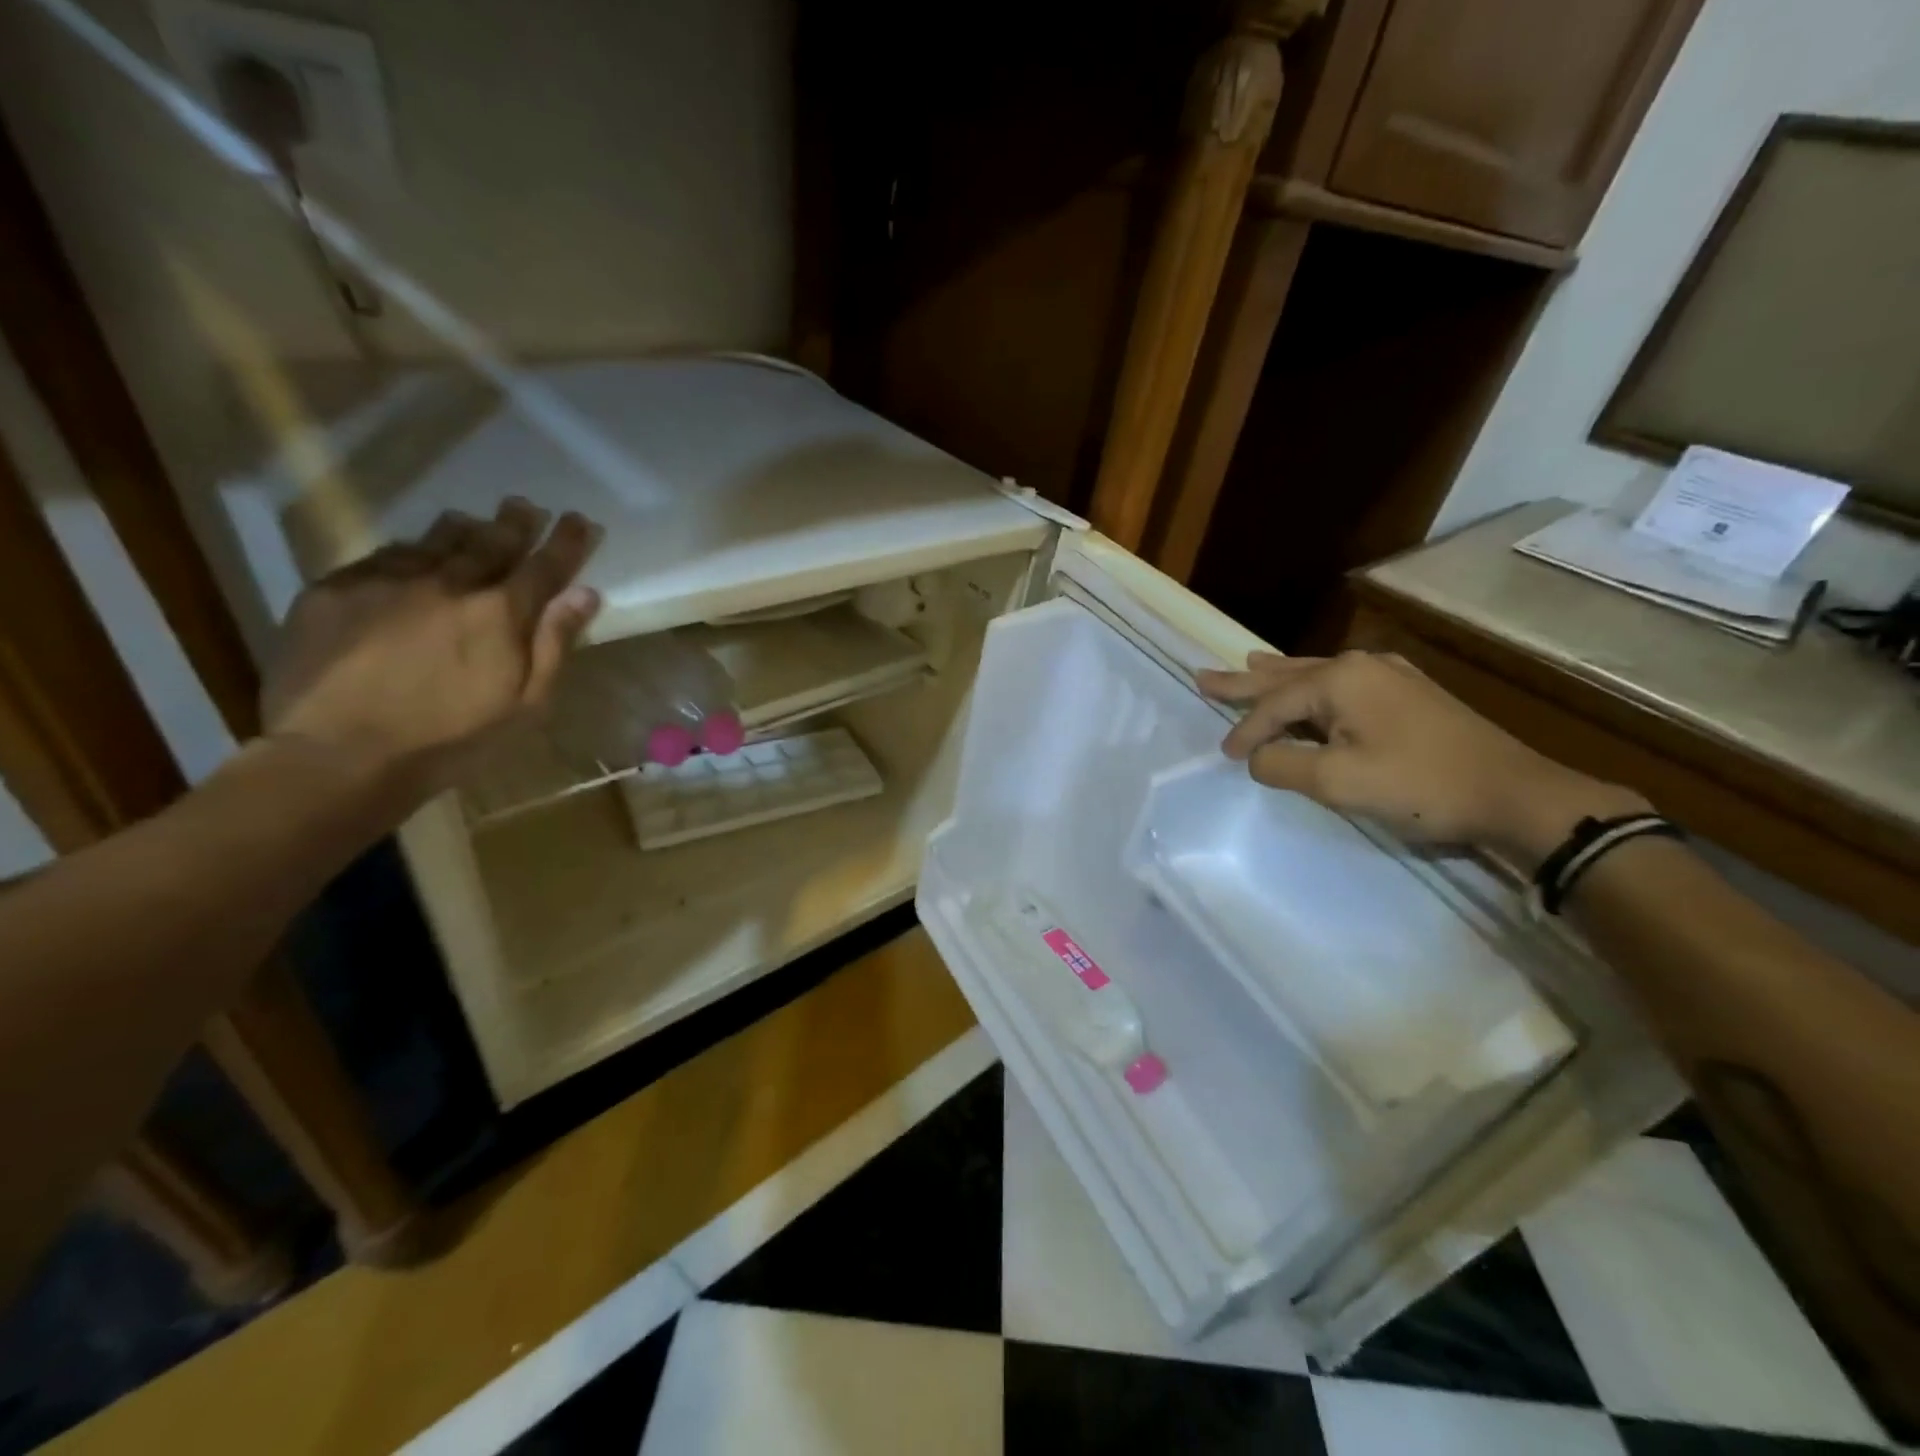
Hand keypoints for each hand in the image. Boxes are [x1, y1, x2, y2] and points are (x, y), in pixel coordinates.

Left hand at [261, 497, 602, 809]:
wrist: (339, 755)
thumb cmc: (450, 739)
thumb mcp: (524, 704)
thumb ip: (555, 644)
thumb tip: (584, 594)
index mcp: (499, 613)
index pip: (544, 566)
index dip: (566, 542)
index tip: (579, 520)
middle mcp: (448, 583)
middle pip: (490, 542)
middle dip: (514, 523)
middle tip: (525, 507)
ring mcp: (387, 581)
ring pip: (435, 541)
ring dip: (462, 529)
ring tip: (473, 520)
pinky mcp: (336, 590)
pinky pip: (383, 556)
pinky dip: (408, 550)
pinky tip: (411, 553)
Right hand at [1196, 651, 1647, 863]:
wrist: (1513, 794)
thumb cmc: (1419, 786)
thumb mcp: (1336, 782)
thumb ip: (1282, 765)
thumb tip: (1257, 756)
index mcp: (1339, 680)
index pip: (1273, 706)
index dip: (1245, 732)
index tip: (1224, 757)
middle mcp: (1359, 665)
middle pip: (1286, 675)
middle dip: (1244, 679)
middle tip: (1204, 676)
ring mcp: (1388, 675)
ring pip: (1314, 674)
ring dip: (1276, 675)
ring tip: (1248, 663)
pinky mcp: (1409, 694)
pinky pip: (1342, 683)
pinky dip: (1311, 685)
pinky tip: (1311, 681)